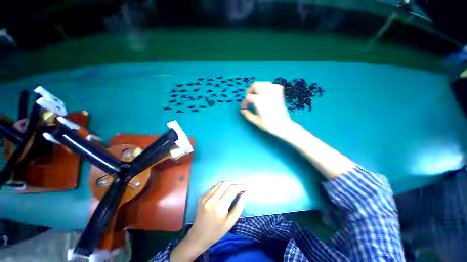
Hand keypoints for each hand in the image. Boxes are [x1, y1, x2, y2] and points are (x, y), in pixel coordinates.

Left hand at [170, 182, 245, 261]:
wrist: (198, 236)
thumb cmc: (216, 232)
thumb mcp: (231, 222)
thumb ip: (238, 207)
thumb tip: (243, 194)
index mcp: (220, 207)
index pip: (232, 189)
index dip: (240, 186)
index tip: (245, 188)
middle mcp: (212, 199)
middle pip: (226, 183)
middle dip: (234, 184)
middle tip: (239, 189)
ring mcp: (205, 196)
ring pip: (220, 183)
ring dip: (228, 185)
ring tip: (232, 190)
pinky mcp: (202, 196)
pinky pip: (214, 187)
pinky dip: (221, 187)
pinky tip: (223, 193)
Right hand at [240, 82, 295, 140]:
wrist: (283, 126)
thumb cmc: (269, 125)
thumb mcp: (256, 121)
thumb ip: (248, 115)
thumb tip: (243, 110)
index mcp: (259, 101)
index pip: (248, 97)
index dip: (244, 102)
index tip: (244, 107)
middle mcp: (266, 95)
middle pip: (256, 85)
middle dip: (250, 90)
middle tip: (249, 97)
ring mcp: (274, 94)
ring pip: (265, 83)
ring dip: (259, 87)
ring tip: (257, 94)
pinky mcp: (280, 95)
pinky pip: (274, 85)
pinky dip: (270, 87)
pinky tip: (268, 93)